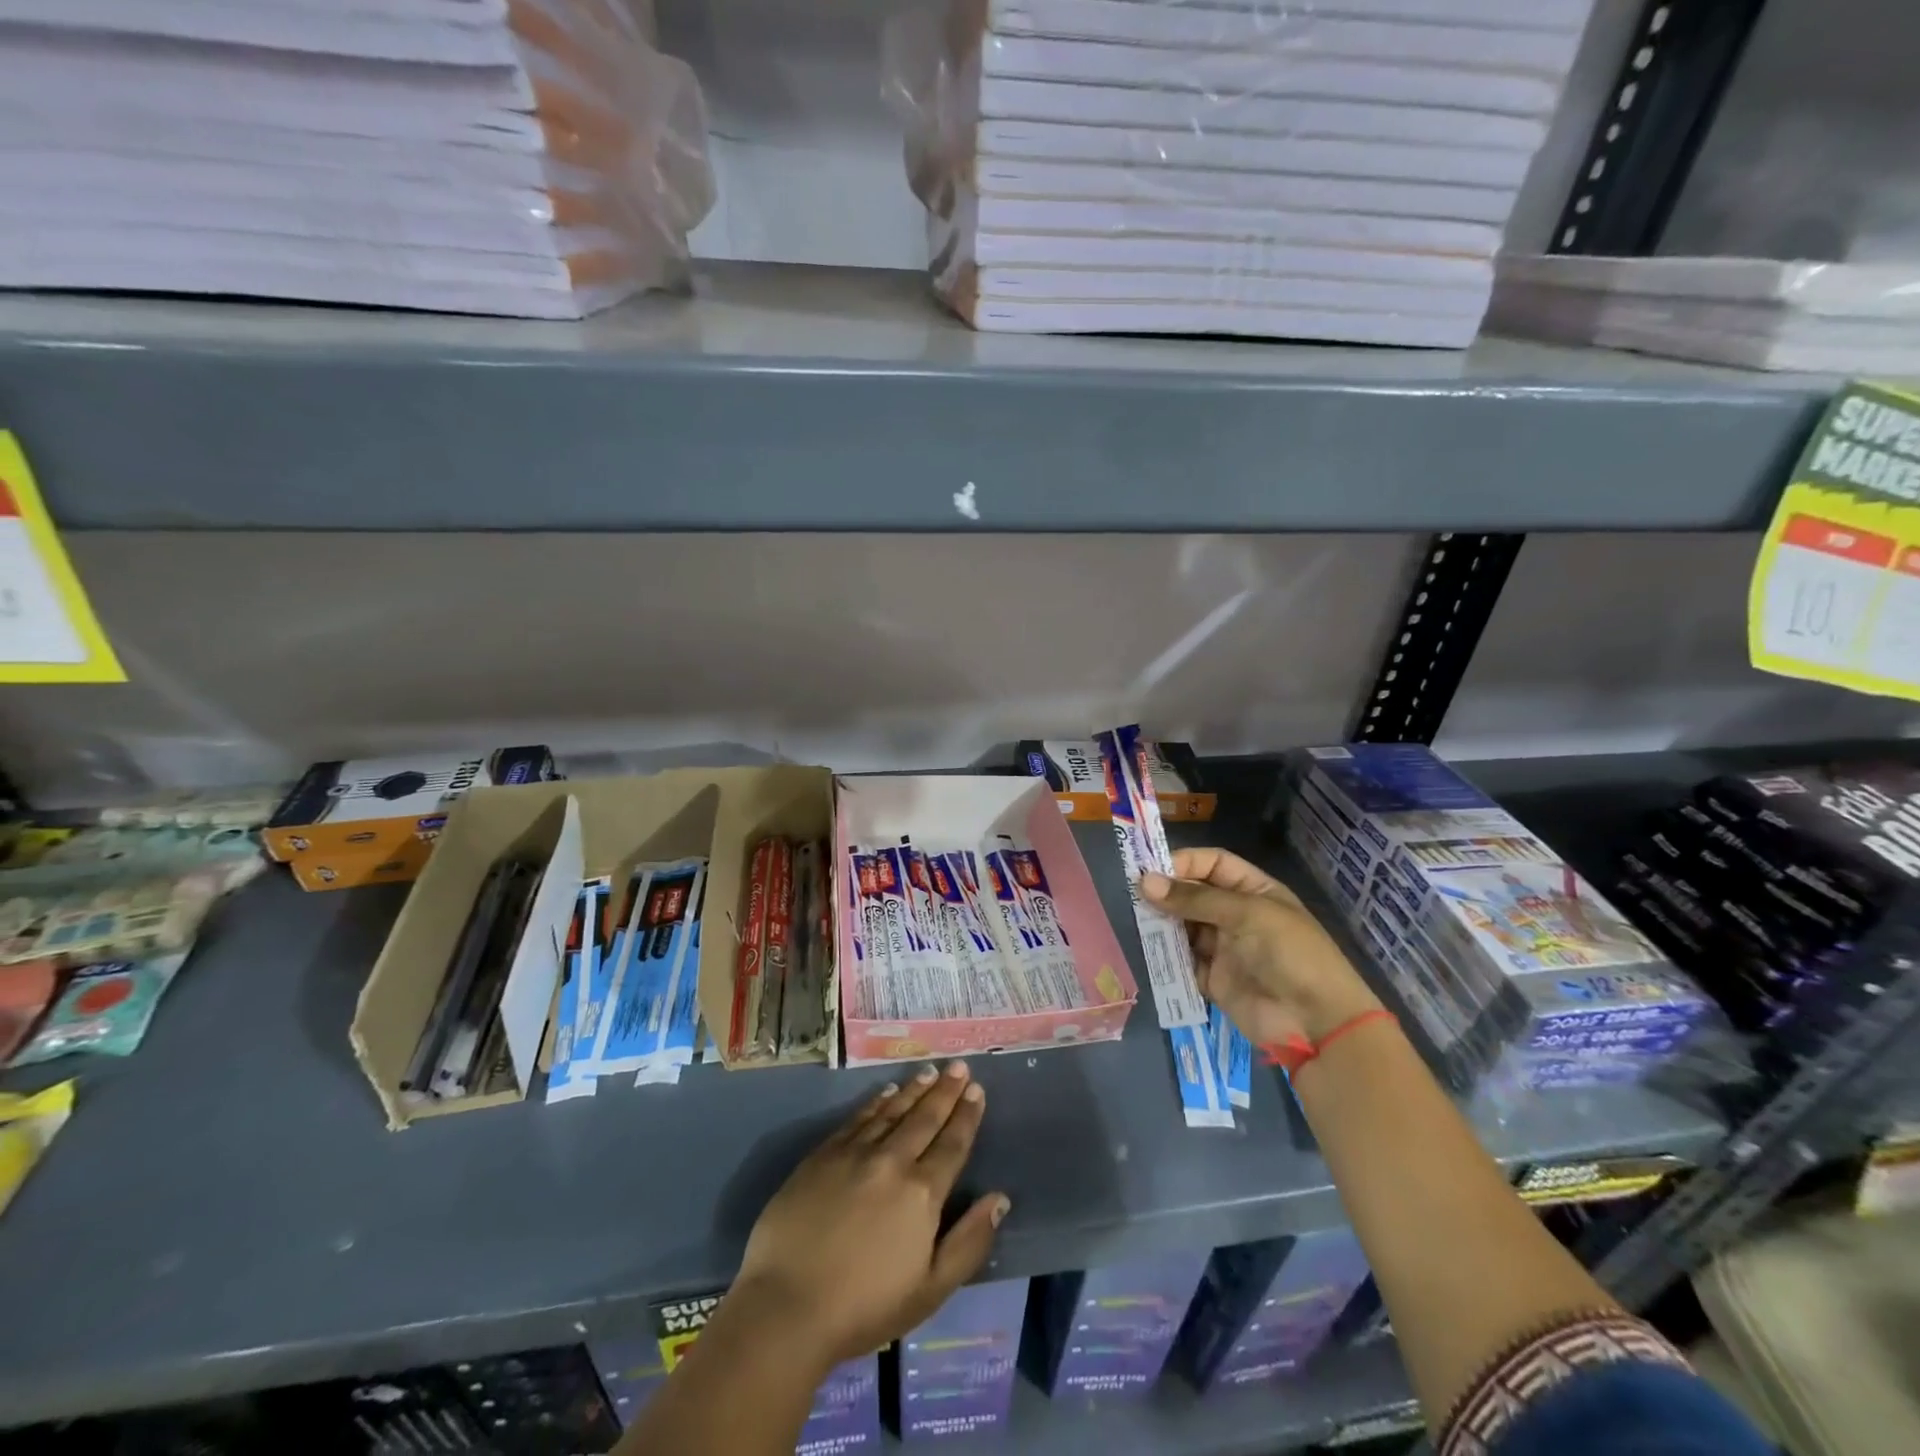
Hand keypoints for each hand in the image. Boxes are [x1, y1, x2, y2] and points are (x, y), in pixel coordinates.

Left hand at [733, 1061, 1008, 1365]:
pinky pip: (858, 1118)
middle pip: (925, 1118)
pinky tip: (886, 1092)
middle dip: (945, 1091)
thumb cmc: (864, 1308)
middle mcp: (892, 1161)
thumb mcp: (930, 1290)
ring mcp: (855, 1153)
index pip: (952, 1144)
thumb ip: (969, 1242)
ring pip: (892, 1111)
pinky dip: (876, 1102)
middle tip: (959, 1066)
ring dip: (914, 1089)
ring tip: (929, 1071)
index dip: (966, 1116)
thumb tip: (1000, 1199)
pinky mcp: (823, 1154)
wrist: (787, 1305)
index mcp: (922, 1193)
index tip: (976, 1089)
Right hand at [1142, 847, 1380, 1047]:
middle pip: (1194, 895)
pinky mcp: (1214, 980)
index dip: (1185, 862)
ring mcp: (1225, 948)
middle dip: (1167, 893)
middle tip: (1133, 895)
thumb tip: (1145, 882)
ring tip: (1137, 921)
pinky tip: (1148, 950)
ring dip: (1163, 924)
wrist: (1316, 1023)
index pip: (1213, 864)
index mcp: (1254, 891)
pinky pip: (1183, 962)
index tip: (1151, 869)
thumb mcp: (1246, 914)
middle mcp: (1237, 916)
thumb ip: (1195, 899)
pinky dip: (1166, 957)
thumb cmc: (1289, 953)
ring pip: (1184, 927)